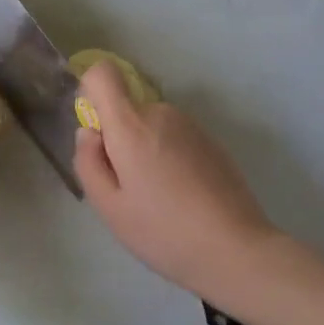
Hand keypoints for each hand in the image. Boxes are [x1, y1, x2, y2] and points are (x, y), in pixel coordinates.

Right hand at [73, 61, 277, 302]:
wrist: (235, 249)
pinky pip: (176, 138)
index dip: (91, 94)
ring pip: (152, 126)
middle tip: (130, 188)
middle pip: (127, 109)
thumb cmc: (162, 231)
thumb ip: (88, 162)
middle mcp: (162, 114)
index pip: (103, 74)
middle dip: (120, 139)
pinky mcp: (213, 142)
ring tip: (159, 198)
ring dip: (146, 150)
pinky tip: (183, 198)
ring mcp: (192, 126)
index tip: (98, 135)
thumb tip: (88, 133)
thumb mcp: (109, 207)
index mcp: (132, 126)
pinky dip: (170, 158)